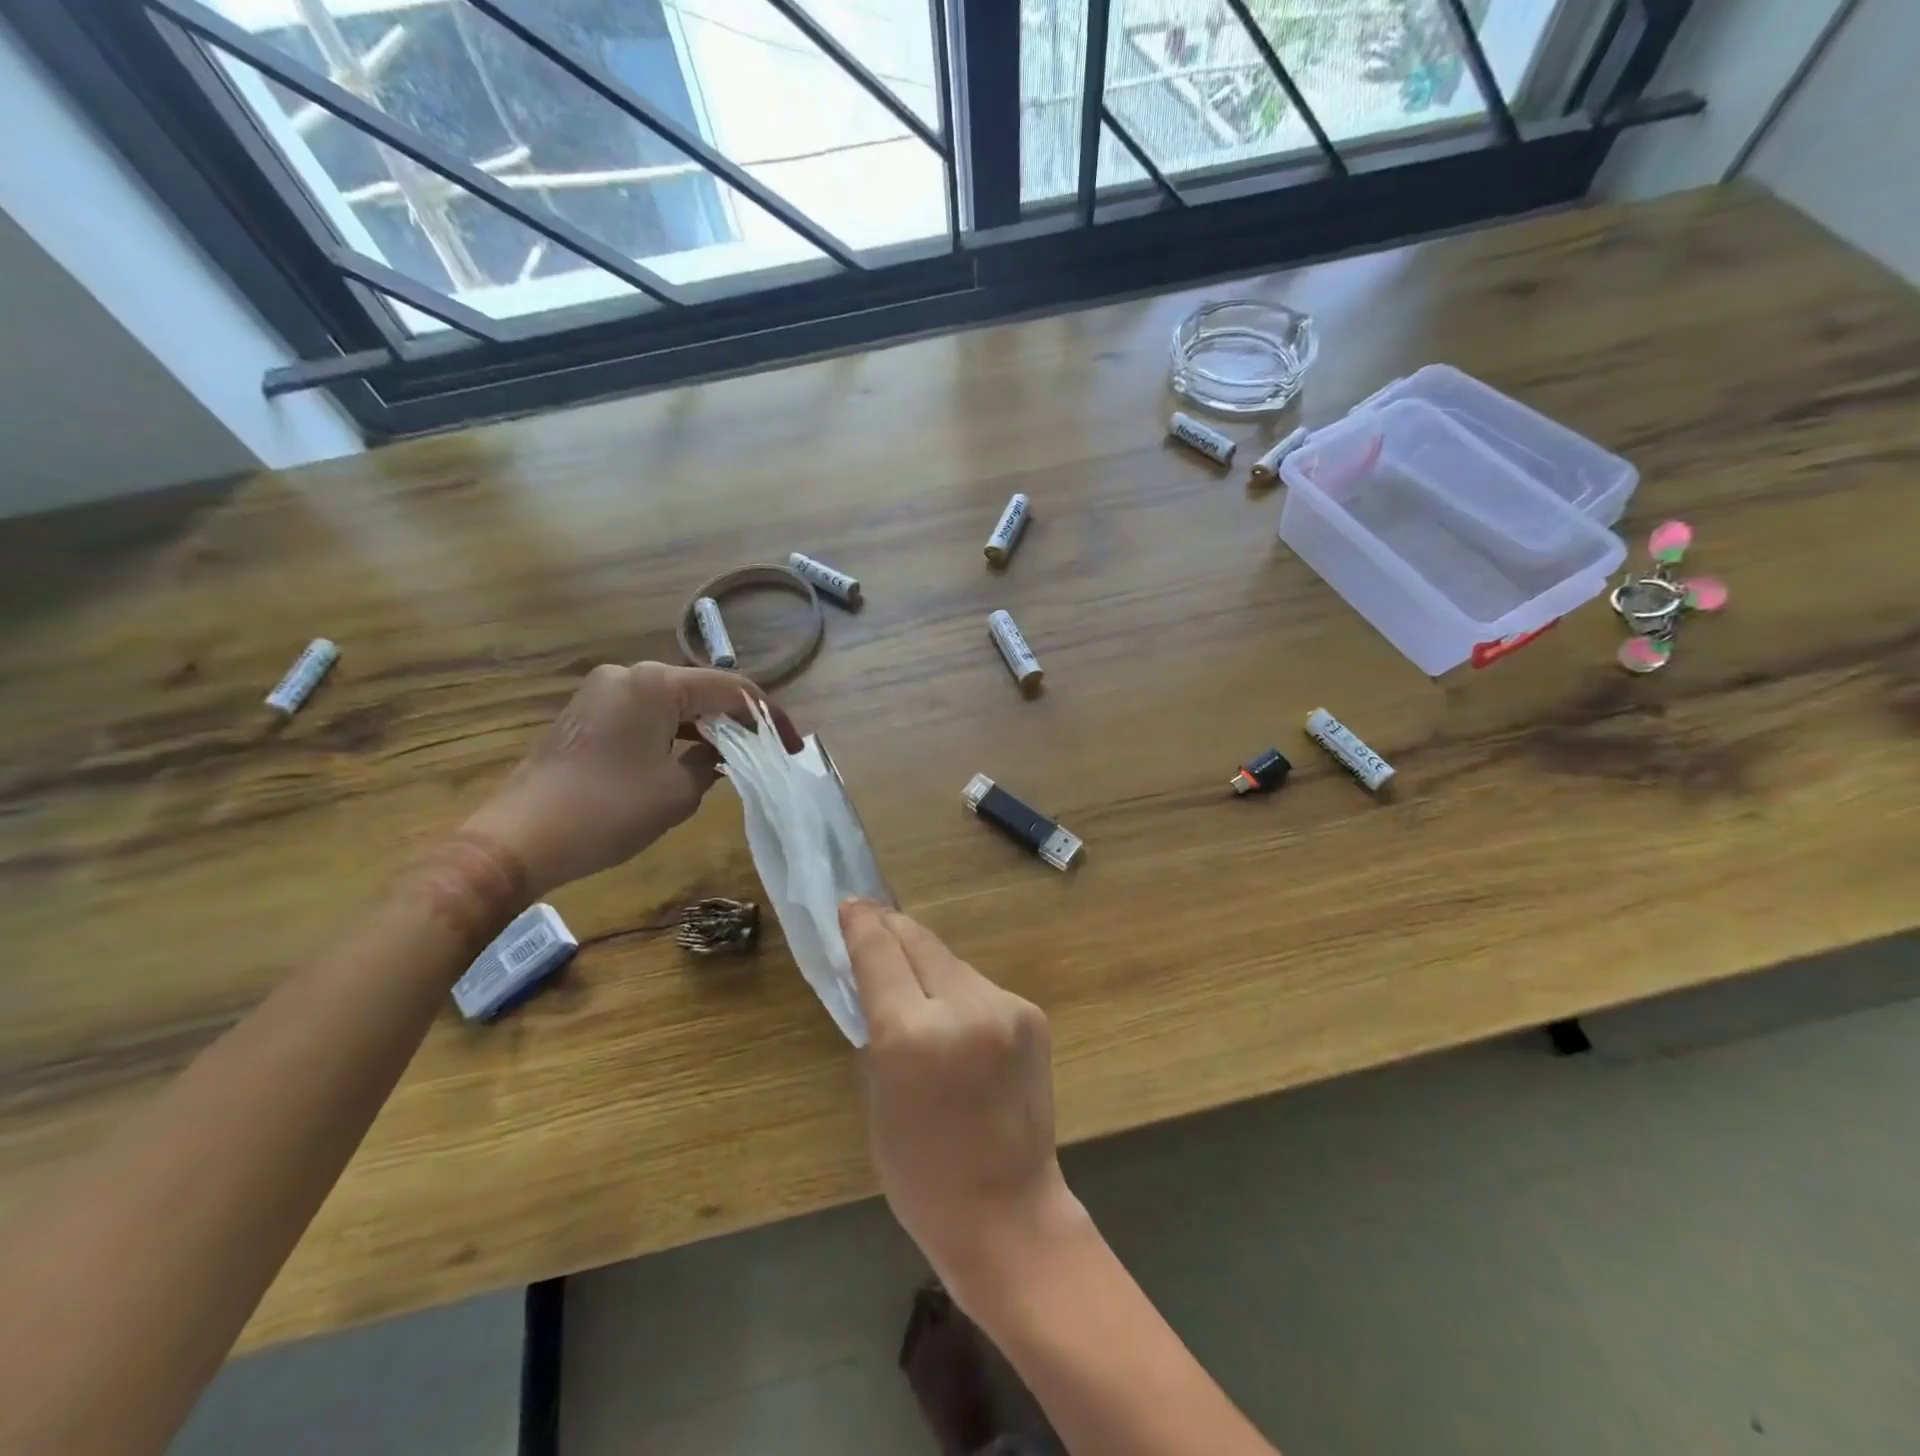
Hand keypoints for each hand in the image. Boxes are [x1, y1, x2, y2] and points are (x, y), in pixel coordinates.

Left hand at [464, 662, 798, 896]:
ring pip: (673, 702)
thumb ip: (712, 762)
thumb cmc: (608, 811)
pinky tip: (691, 756)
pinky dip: (674, 731)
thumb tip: (719, 752)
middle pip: (701, 690)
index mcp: (655, 684)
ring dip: (706, 726)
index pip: (731, 689)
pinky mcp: (588, 714)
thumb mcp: (677, 792)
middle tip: (768, 750)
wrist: (518, 839)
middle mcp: (628, 675)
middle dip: (737, 719)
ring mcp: (603, 692)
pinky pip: (646, 714)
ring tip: (737, 756)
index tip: (794, 744)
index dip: (768, 716)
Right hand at [840, 900, 1087, 1306]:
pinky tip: (954, 1018)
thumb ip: (879, 1028)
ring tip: (911, 979)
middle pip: (919, 942)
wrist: (1008, 1211)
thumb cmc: (922, 1173)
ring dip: (927, 964)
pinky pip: (980, 987)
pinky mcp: (1031, 1014)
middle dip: (892, 929)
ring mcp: (1005, 1007)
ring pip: (951, 962)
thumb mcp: (878, 1097)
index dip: (862, 924)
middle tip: (872, 919)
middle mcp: (963, 1007)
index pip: (880, 953)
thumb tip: (877, 975)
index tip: (849, 903)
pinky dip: (958, 992)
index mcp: (912, 1035)